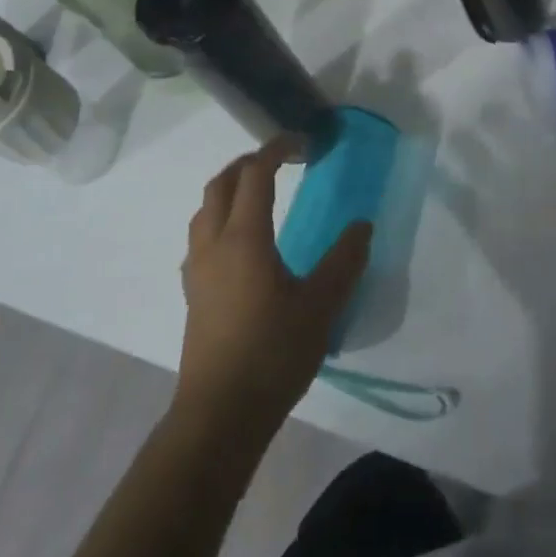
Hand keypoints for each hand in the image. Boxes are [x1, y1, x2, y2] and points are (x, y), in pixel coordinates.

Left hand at [174, 138, 371, 440]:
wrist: (220, 413)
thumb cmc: (273, 353)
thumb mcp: (321, 307)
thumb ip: (344, 261)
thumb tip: (362, 225)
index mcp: (244, 238)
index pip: (255, 174)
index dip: (276, 150)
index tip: (301, 143)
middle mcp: (213, 243)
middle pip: (221, 183)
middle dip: (248, 163)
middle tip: (280, 162)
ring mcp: (197, 268)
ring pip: (205, 209)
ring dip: (229, 189)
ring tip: (259, 195)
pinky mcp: (193, 292)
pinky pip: (201, 235)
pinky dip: (219, 218)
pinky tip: (241, 243)